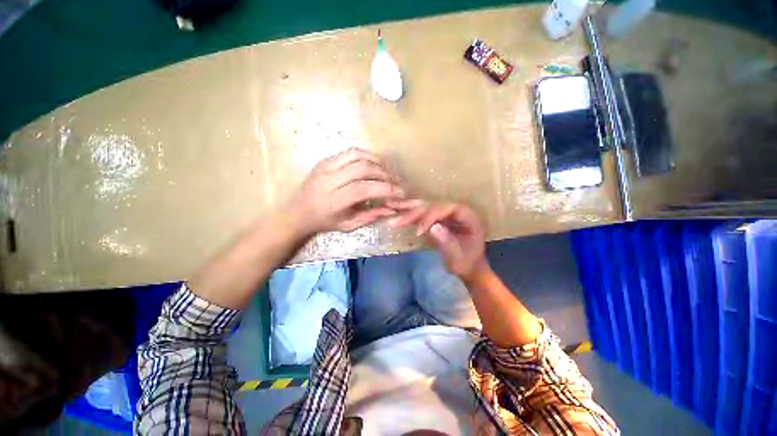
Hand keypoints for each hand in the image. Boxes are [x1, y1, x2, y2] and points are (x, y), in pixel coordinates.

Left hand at [285, 148, 404, 235]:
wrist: (298, 211)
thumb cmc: (325, 221)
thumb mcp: (349, 225)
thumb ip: (371, 216)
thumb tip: (393, 208)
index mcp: (332, 201)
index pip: (362, 189)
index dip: (384, 189)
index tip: (400, 193)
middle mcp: (328, 180)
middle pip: (362, 168)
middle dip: (384, 174)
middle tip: (395, 182)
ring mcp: (326, 166)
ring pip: (358, 155)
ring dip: (378, 162)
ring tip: (387, 172)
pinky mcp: (326, 159)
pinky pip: (351, 152)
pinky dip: (367, 156)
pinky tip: (375, 165)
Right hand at [388, 201, 490, 283]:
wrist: (468, 267)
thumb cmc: (466, 264)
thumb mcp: (458, 258)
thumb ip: (447, 242)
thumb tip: (432, 227)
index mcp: (469, 217)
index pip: (448, 209)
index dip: (432, 216)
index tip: (418, 230)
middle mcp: (457, 211)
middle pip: (434, 205)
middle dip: (415, 212)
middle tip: (396, 219)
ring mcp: (446, 213)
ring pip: (426, 206)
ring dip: (408, 208)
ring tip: (390, 205)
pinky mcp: (437, 217)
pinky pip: (422, 213)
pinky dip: (409, 212)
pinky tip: (396, 210)